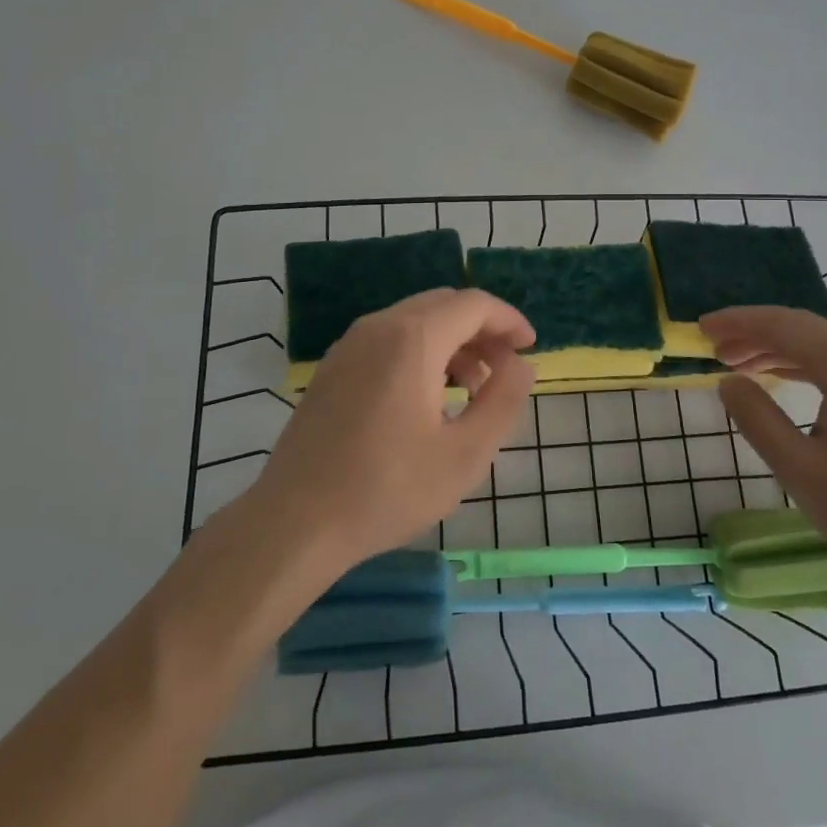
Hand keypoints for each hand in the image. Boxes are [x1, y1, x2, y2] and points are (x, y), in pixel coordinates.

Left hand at [251, 289, 535, 575]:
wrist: (295, 522)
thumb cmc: (387, 489)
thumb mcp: (464, 454)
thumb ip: (503, 401)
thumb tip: (521, 366)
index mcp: (413, 338)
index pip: (474, 304)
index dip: (509, 320)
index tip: (531, 348)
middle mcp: (379, 326)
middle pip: (444, 305)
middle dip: (482, 330)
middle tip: (504, 369)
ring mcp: (349, 344)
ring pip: (415, 321)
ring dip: (452, 342)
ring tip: (471, 389)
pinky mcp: (333, 367)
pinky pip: (389, 339)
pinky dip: (421, 352)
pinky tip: (428, 397)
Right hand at [704, 306, 826, 589]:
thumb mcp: (801, 470)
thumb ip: (758, 420)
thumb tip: (727, 382)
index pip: (784, 327)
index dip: (739, 323)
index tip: (702, 327)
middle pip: (802, 328)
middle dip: (754, 332)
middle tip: (714, 345)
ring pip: (819, 344)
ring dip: (776, 347)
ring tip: (736, 361)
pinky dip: (801, 363)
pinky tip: (779, 377)